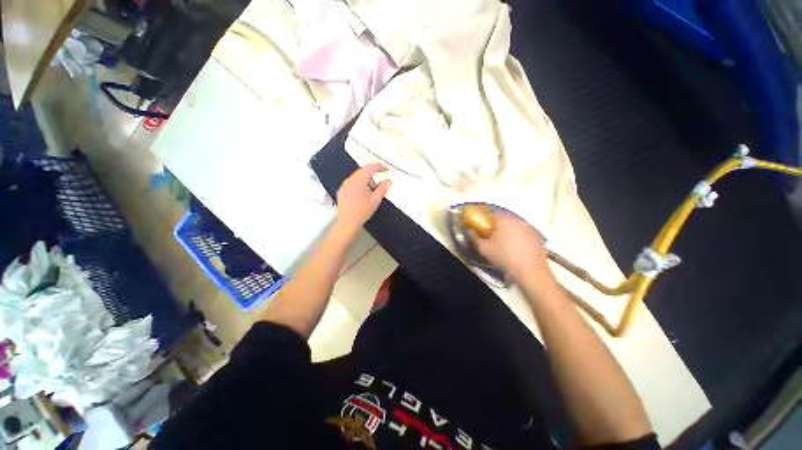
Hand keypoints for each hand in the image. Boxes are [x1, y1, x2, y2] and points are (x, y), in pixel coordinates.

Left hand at [335, 163, 390, 235]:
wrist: (347, 222)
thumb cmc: (363, 211)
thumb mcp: (376, 200)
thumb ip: (383, 188)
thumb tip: (388, 181)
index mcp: (359, 180)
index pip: (370, 167)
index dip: (379, 166)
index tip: (386, 169)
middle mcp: (350, 179)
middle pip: (362, 171)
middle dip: (372, 174)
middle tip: (380, 182)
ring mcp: (344, 185)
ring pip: (357, 177)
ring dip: (366, 179)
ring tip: (372, 190)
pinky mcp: (342, 191)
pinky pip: (352, 182)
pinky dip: (359, 184)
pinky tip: (363, 194)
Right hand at [471, 211, 548, 281]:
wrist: (530, 271)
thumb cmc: (504, 257)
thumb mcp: (484, 248)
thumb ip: (474, 237)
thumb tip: (469, 230)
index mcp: (503, 220)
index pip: (490, 213)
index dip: (483, 219)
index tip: (480, 227)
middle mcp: (517, 219)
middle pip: (502, 218)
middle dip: (495, 225)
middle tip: (490, 235)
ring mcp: (529, 227)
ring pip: (513, 225)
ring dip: (507, 230)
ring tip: (503, 242)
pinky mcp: (537, 236)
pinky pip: (522, 232)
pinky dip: (517, 236)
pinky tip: (515, 247)